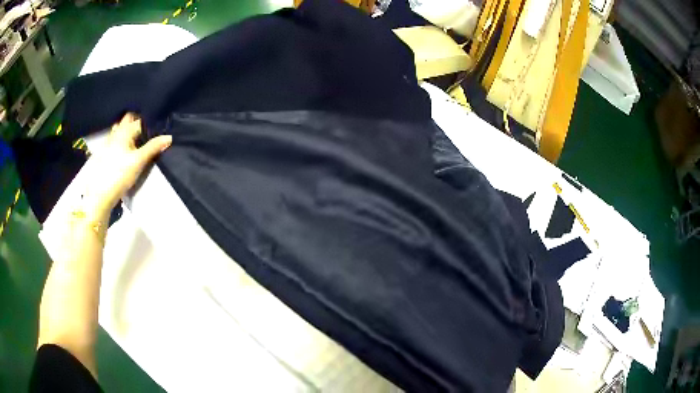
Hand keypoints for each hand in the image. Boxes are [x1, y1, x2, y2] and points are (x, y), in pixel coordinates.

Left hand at [82, 113, 171, 218]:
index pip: (140, 121)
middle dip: (136, 123)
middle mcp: (115, 133)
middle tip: (146, 133)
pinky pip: (113, 141)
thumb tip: (169, 137)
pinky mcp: (103, 155)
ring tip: (135, 141)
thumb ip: (153, 148)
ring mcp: (107, 144)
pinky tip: (123, 152)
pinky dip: (120, 142)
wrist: (100, 195)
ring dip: (127, 132)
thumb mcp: (138, 162)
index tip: (157, 129)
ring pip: (119, 130)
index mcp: (124, 131)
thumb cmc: (119, 175)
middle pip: (127, 121)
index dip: (149, 124)